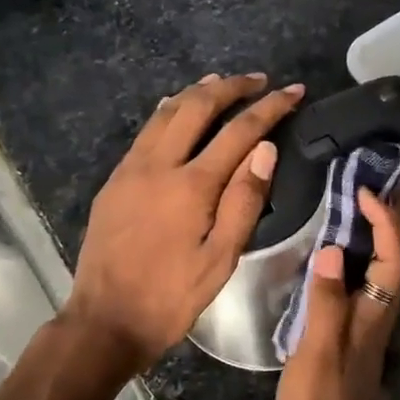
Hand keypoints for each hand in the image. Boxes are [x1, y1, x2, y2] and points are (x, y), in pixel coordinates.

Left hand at [64, 72, 304, 372]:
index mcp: (191, 185)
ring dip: (197, 92)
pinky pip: (146, 132)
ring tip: (221, 82)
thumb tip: (265, 149)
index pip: (240, 132)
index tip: (294, 92)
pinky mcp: (114, 180)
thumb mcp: (220, 259)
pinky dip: (169, 112)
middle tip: (259, 80)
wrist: (105, 319)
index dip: (270, 108)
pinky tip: (177, 111)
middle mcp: (158, 165)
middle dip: (231, 87)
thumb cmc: (171, 297)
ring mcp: (130, 169)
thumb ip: (244, 201)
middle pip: (197, 106)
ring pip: (165, 113)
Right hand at [272, 188, 399, 399]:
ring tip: (361, 205)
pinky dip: (357, 259)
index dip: (387, 223)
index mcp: (373, 319)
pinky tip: (336, 253)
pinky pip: (361, 286)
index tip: (366, 191)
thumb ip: (324, 304)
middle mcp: (377, 318)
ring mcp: (363, 329)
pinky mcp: (347, 337)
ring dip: (379, 236)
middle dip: (394, 222)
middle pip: (396, 261)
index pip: (392, 259)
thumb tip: (330, 250)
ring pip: (381, 272)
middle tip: (379, 184)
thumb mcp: (315, 355)